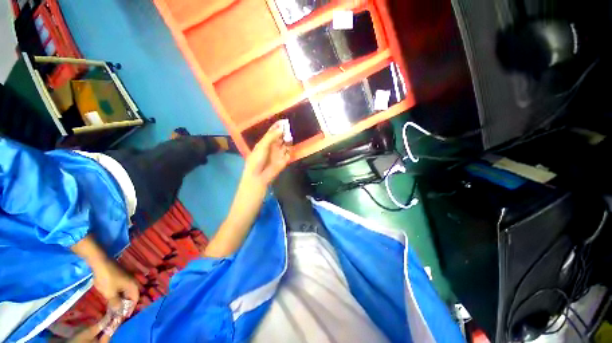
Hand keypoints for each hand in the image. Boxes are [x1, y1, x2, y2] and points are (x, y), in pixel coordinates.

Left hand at [92, 259, 138, 316]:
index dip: (131, 308)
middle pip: (131, 294)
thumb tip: (120, 311)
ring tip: (115, 306)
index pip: (135, 298)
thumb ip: (116, 303)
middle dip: (126, 303)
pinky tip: (111, 296)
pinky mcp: (120, 275)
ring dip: (121, 298)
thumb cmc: (107, 278)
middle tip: (119, 312)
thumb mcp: (110, 293)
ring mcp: (126, 277)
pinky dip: (118, 293)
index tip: (125, 316)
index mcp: (133, 285)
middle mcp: (132, 281)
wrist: (101, 262)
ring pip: (126, 291)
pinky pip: (121, 287)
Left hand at [243, 123, 290, 188]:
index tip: (283, 121)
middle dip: (284, 132)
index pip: (272, 132)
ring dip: (288, 140)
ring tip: (289, 136)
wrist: (258, 177)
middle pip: (280, 137)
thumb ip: (271, 137)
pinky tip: (289, 147)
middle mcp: (273, 146)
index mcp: (265, 142)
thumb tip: (281, 129)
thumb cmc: (256, 161)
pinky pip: (289, 153)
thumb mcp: (262, 146)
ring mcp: (279, 153)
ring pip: (286, 144)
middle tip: (288, 127)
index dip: (277, 126)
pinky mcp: (284, 160)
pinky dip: (290, 150)